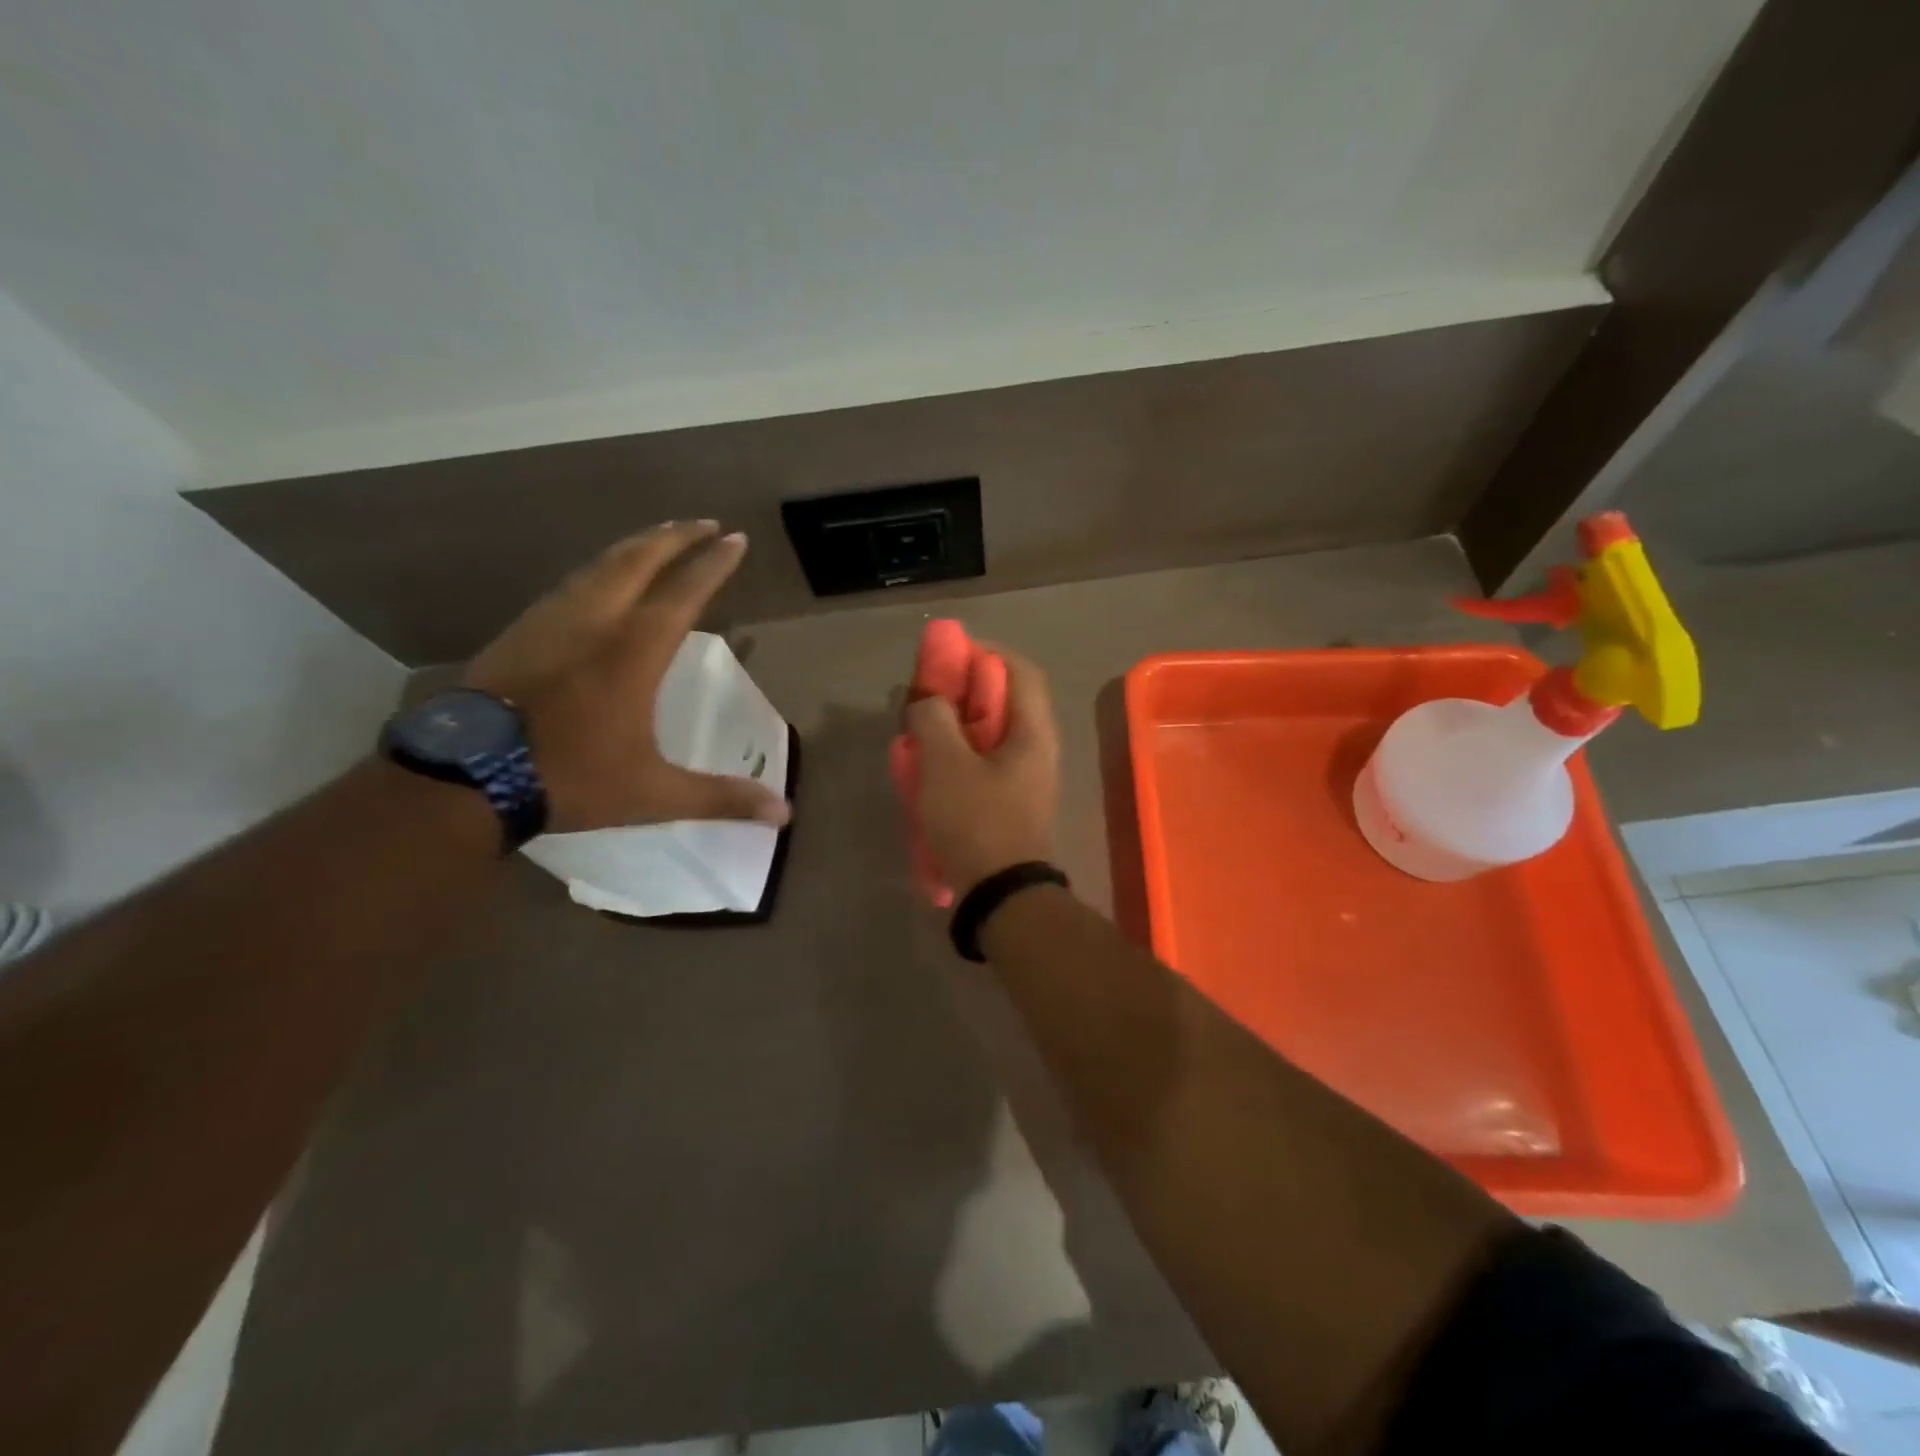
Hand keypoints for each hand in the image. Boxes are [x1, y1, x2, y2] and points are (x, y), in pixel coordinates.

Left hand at [464, 521, 790, 832]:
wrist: (465, 780)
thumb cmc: (569, 778)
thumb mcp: (653, 793)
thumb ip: (720, 797)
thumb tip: (785, 813)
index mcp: (633, 652)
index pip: (683, 592)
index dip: (713, 564)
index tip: (736, 538)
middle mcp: (594, 622)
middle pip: (638, 560)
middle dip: (676, 537)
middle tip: (704, 522)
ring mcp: (551, 621)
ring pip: (599, 565)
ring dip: (636, 546)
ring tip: (659, 537)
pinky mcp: (520, 632)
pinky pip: (570, 584)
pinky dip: (598, 569)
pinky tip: (598, 580)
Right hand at [903, 645, 1059, 895]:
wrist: (1001, 896)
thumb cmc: (977, 821)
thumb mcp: (945, 763)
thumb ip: (934, 718)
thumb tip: (928, 700)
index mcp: (1033, 731)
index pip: (1019, 670)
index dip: (985, 654)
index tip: (948, 658)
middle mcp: (1037, 750)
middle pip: (1003, 702)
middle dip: (961, 694)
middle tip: (926, 700)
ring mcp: (1026, 780)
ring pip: (989, 736)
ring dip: (954, 729)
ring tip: (919, 736)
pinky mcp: (1011, 804)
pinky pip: (983, 766)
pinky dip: (957, 759)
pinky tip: (928, 773)